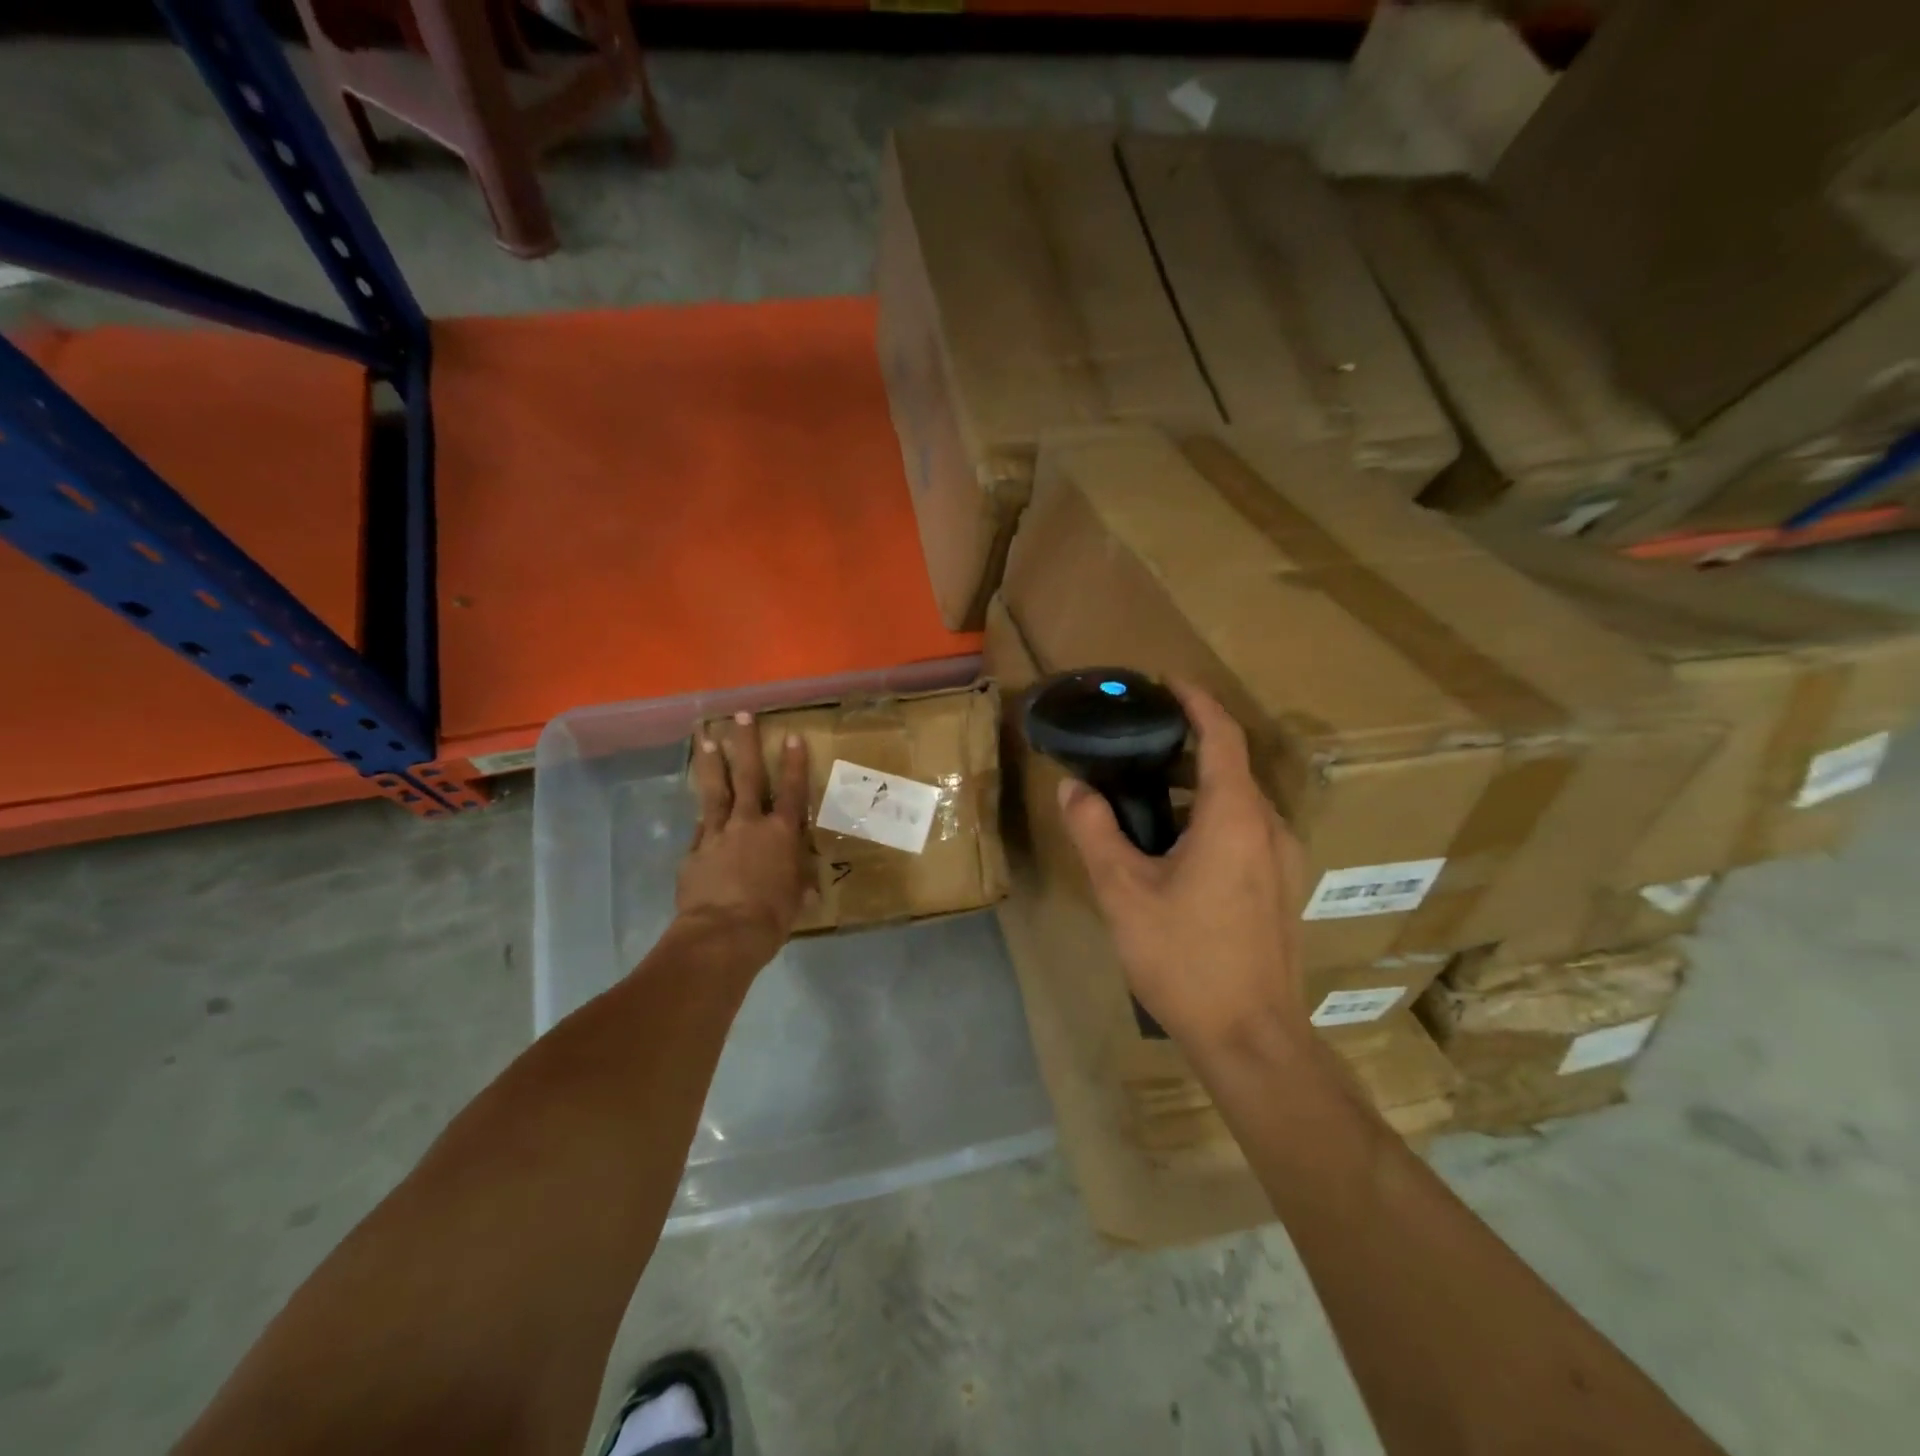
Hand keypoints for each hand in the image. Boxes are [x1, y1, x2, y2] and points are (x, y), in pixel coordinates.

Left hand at [677, 711, 812, 951]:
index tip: (791, 735)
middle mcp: (749, 825)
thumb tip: (806, 889)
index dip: (794, 763)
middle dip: (745, 744)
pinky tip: (699, 809)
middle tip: (740, 716)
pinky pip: (700, 829)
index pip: (790, 791)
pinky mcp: (694, 852)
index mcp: (781, 834)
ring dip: (711, 763)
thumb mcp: (794, 901)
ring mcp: (717, 835)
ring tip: (706, 739)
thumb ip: (798, 887)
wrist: (722, 934)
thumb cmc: (771, 917)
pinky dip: (703, 818)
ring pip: (714, 791)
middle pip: (747, 776)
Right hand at [1057, 682, 1308, 1052]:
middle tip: (1141, 740)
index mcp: (1234, 817)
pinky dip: (1213, 815)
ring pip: (1241, 800)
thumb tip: (1073, 788)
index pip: (1222, 736)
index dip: (1197, 702)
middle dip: (1190, 743)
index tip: (1167, 682)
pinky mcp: (1282, 888)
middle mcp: (1269, 827)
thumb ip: (1095, 831)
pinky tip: (1176, 846)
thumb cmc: (1185, 958)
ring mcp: (1283, 860)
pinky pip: (1247, 830)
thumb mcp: (1123, 891)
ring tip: (1150, 790)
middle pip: (1233, 765)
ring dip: (1200, 783)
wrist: (1251, 1038)